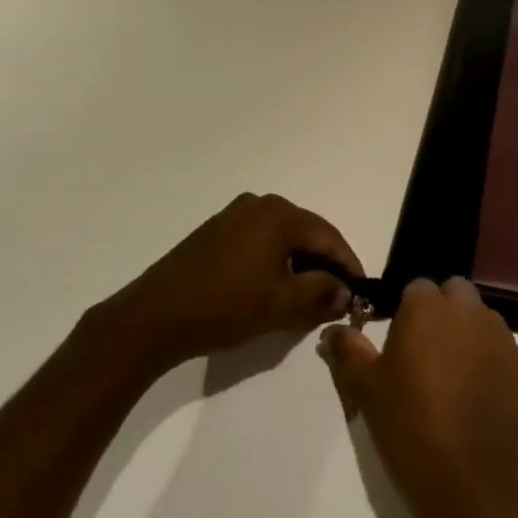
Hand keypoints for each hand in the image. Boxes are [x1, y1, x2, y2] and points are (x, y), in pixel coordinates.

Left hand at [94, 193, 363, 377]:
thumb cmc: (225, 305)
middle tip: (337, 297)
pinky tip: (273, 286)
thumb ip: (320, 293)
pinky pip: (260, 239)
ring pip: (283, 237)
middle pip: (306, 232)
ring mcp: (236, 213)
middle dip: (324, 264)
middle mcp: (260, 203)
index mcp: (280, 214)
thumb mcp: (280, 305)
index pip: (328, 236)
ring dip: (299, 263)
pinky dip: (275, 260)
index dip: (348, 264)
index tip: (361, 291)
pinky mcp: (217, 229)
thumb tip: (345, 290)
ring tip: (308, 296)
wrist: (156, 314)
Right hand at [319, 277, 517, 517]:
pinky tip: (481, 404)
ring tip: (455, 382)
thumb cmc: (412, 431)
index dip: (408, 313)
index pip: (417, 288)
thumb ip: (348, 352)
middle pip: (455, 294)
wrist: (477, 489)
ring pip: (483, 321)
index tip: (401, 344)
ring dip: (469, 337)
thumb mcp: (367, 392)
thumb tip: (333, 331)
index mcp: (427, 308)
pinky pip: (505, 356)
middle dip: (443, 314)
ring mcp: (503, 339)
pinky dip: (494, 368)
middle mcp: (468, 311)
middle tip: (427, 357)